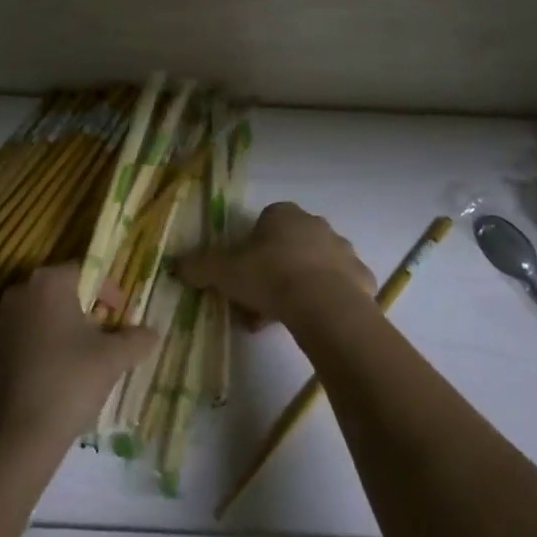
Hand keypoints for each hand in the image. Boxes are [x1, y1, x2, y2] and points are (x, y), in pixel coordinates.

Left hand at [0, 262, 156, 449]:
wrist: (18, 435)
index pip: (85, 270)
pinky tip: (57, 376)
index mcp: (48, 281)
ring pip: (41, 315)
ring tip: (83, 359)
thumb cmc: (69, 381)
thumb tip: (152, 332)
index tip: (121, 316)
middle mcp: (20, 291)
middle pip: (61, 291)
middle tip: (106, 336)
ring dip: (62, 329)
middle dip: (85, 309)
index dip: (107, 290)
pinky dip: (42, 348)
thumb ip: (137, 339)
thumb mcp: (113, 359)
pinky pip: (24, 337)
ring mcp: (0, 320)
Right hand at [175, 201, 375, 327]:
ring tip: (282, 319)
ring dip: (299, 286)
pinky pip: (340, 287)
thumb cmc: (270, 276)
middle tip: (259, 302)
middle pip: (289, 245)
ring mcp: (342, 250)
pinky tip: (312, 322)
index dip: (251, 249)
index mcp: (283, 214)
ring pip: (314, 266)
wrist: (324, 304)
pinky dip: (327, 301)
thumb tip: (174, 264)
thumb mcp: (224, 271)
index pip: (264, 223)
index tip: (243, 276)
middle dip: (274, 270)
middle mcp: (315, 224)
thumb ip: (199, 266)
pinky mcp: (362, 278)